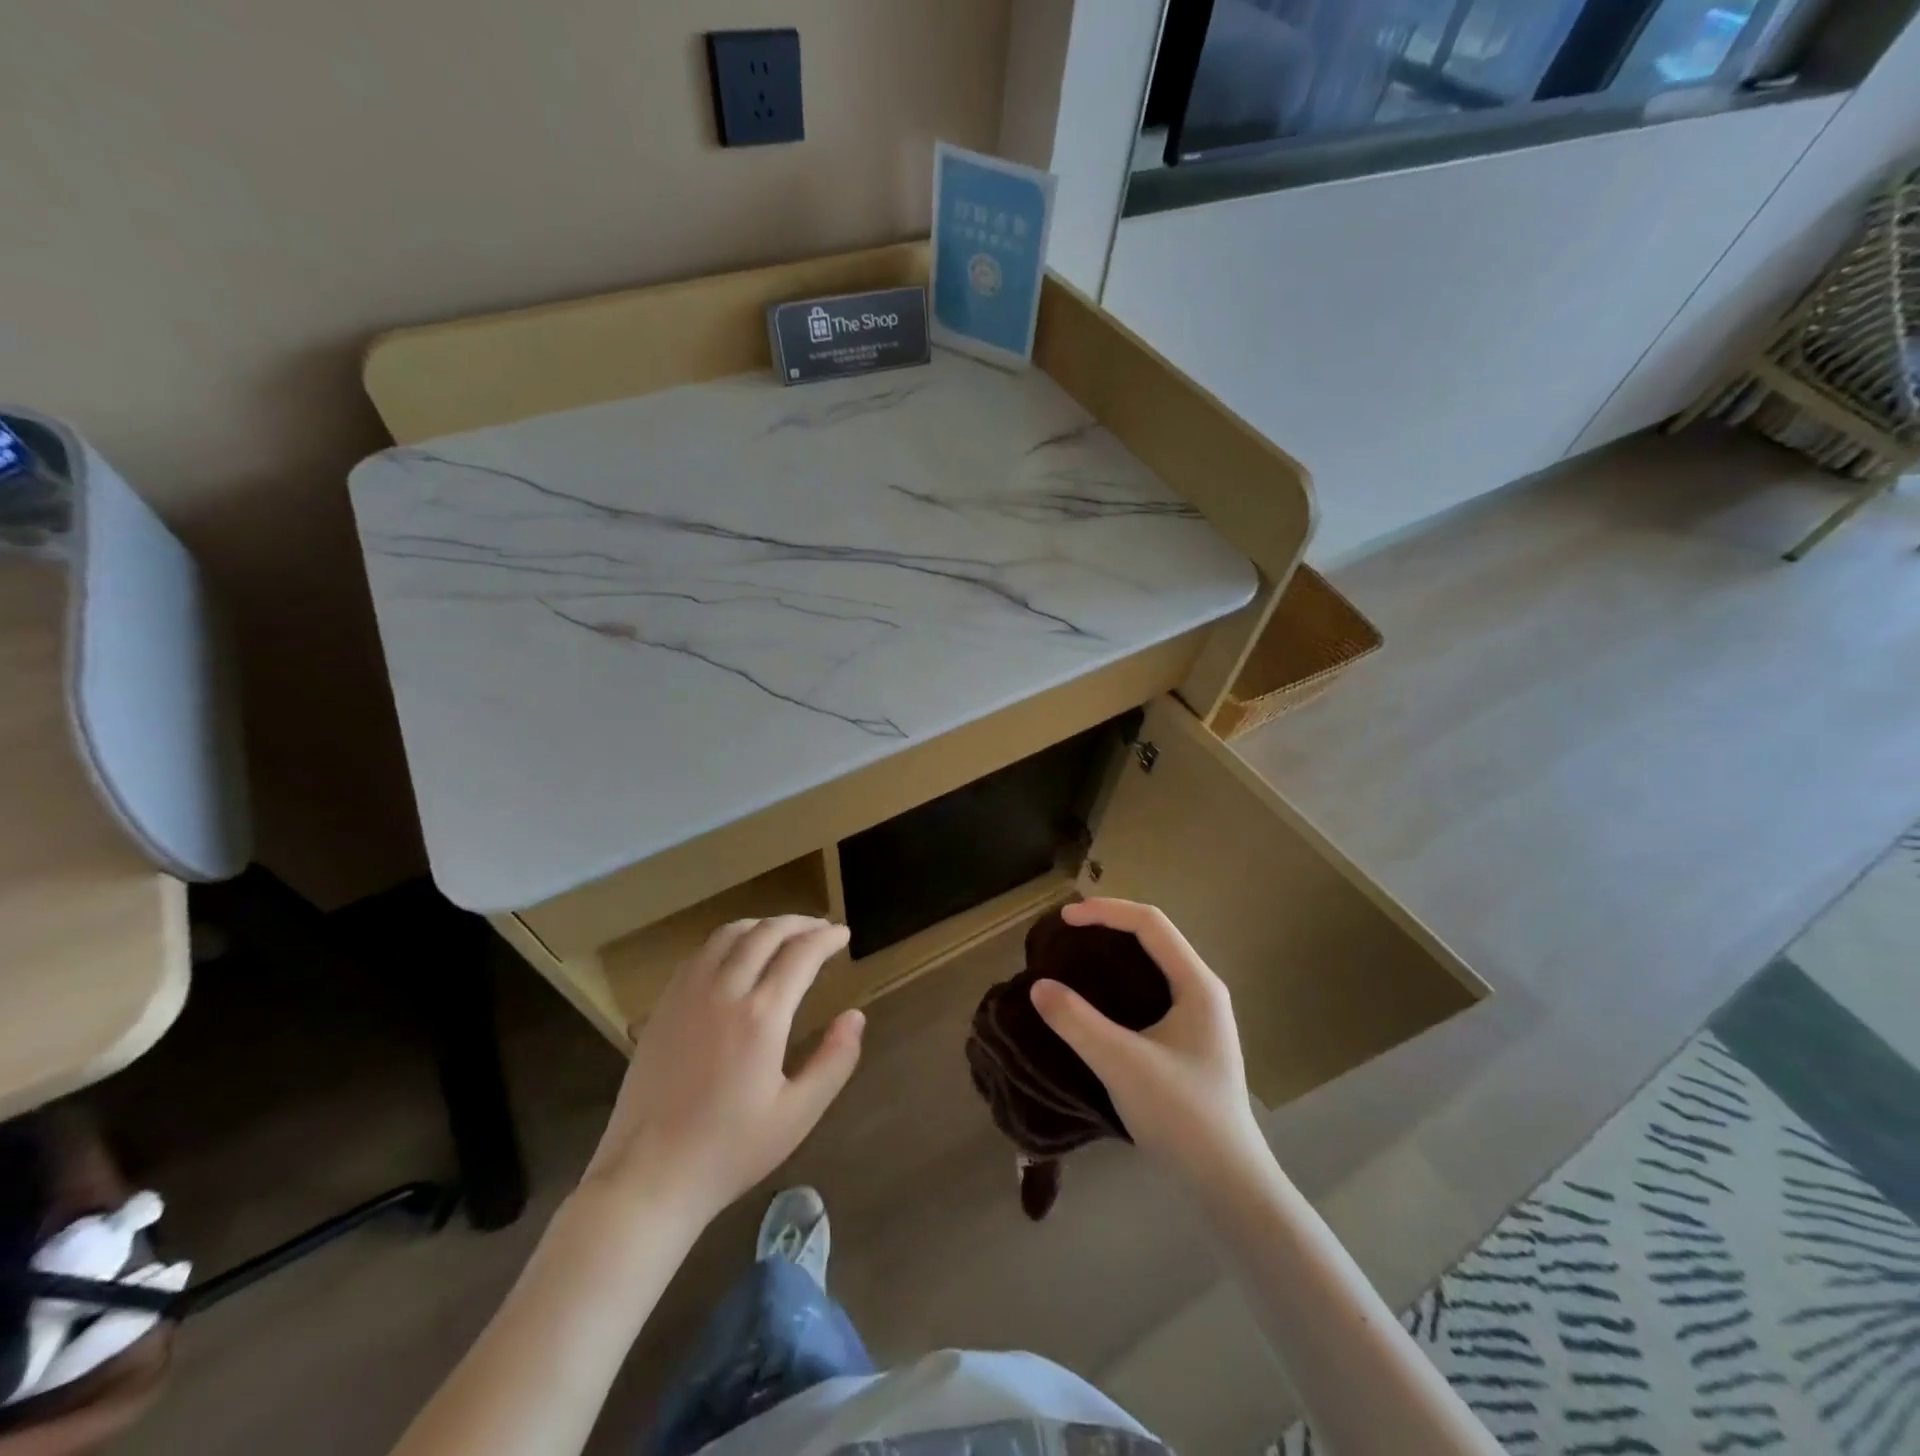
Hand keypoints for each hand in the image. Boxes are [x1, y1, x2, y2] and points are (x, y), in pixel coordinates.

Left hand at [580, 916, 863, 1226]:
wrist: (648, 1177)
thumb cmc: (730, 1150)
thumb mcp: (797, 1115)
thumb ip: (834, 1061)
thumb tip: (855, 1016)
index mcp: (761, 1017)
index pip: (801, 954)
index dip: (826, 938)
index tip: (843, 935)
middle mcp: (724, 991)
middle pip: (765, 933)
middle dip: (799, 923)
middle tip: (821, 928)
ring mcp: (687, 995)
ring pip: (729, 934)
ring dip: (763, 925)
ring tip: (783, 933)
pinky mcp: (663, 1006)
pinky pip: (700, 953)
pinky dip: (729, 941)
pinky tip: (737, 956)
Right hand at [1030, 899, 1269, 1188]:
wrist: (1228, 1185)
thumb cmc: (1182, 1117)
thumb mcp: (1123, 1065)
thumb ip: (1077, 1022)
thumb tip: (1037, 986)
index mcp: (1197, 984)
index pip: (1150, 923)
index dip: (1105, 911)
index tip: (1064, 919)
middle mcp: (1202, 991)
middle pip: (1153, 937)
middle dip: (1108, 927)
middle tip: (1065, 936)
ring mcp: (1199, 1017)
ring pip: (1152, 965)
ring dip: (1114, 954)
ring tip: (1074, 960)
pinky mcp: (1189, 1041)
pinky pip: (1151, 991)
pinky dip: (1120, 983)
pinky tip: (1096, 1002)